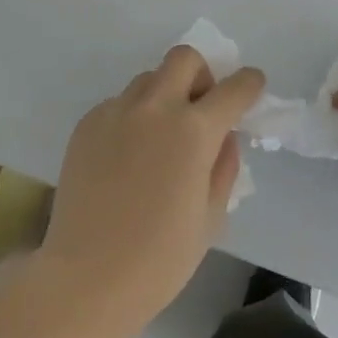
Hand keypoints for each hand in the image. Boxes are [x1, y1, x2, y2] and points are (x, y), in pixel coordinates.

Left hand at [39, 46, 264, 337]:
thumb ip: (224, 166)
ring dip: (165, 95)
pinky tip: (127, 158)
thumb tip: (224, 137)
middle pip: (185, 58)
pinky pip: (120, 103)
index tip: (252, 86)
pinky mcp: (88, 123)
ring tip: (160, 138)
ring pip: (149, 79)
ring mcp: (117, 111)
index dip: (249, 84)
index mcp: (194, 131)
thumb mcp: (211, 217)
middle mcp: (156, 107)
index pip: (234, 88)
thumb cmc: (159, 259)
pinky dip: (133, 117)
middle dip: (203, 74)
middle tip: (200, 109)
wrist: (85, 279)